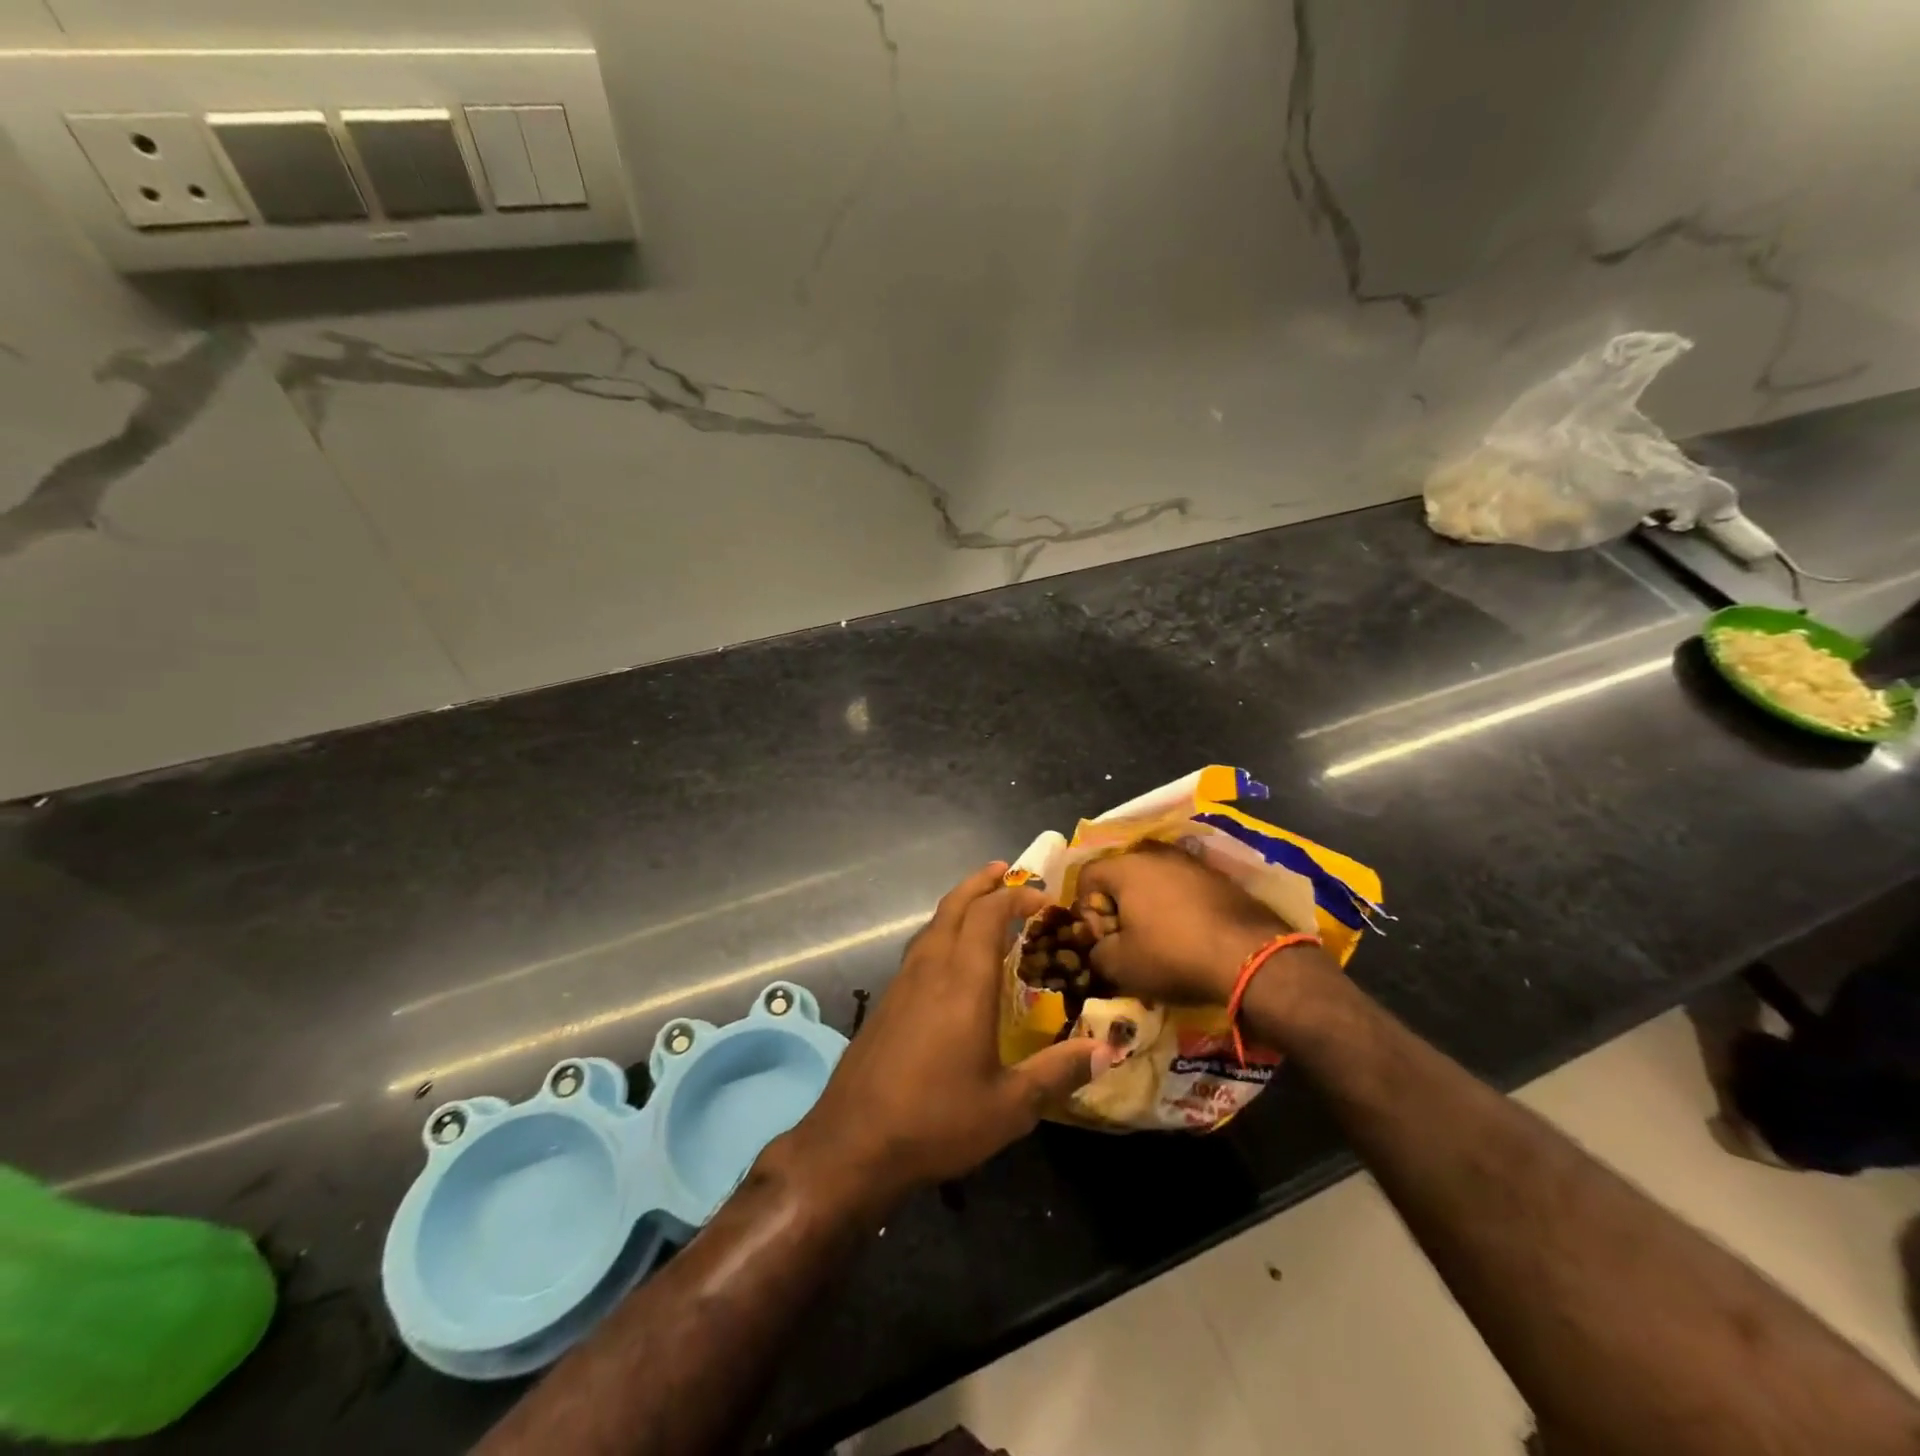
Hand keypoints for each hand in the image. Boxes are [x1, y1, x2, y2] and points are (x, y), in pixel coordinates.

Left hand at [788, 863, 1104, 1207]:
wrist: (852, 1143)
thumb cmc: (936, 1121)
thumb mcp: (1009, 1106)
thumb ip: (1058, 1072)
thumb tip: (1109, 1050)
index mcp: (964, 982)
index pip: (988, 915)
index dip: (1015, 898)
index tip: (1043, 898)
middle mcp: (931, 969)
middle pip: (954, 906)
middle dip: (981, 884)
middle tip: (1005, 871)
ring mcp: (902, 983)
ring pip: (932, 924)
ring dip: (959, 904)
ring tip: (981, 903)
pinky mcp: (886, 1001)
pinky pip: (919, 947)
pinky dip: (942, 931)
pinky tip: (950, 956)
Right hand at [1075, 841, 1293, 1003]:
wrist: (1250, 956)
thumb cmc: (1172, 955)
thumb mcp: (1119, 965)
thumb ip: (1095, 952)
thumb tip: (1099, 947)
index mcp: (1126, 866)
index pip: (1087, 876)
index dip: (1085, 909)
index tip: (1100, 938)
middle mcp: (1156, 854)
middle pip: (1121, 875)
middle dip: (1117, 906)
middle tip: (1126, 939)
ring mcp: (1191, 863)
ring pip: (1154, 880)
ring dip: (1148, 905)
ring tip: (1158, 939)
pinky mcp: (1219, 878)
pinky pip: (1183, 888)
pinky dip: (1178, 907)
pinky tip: (1188, 935)